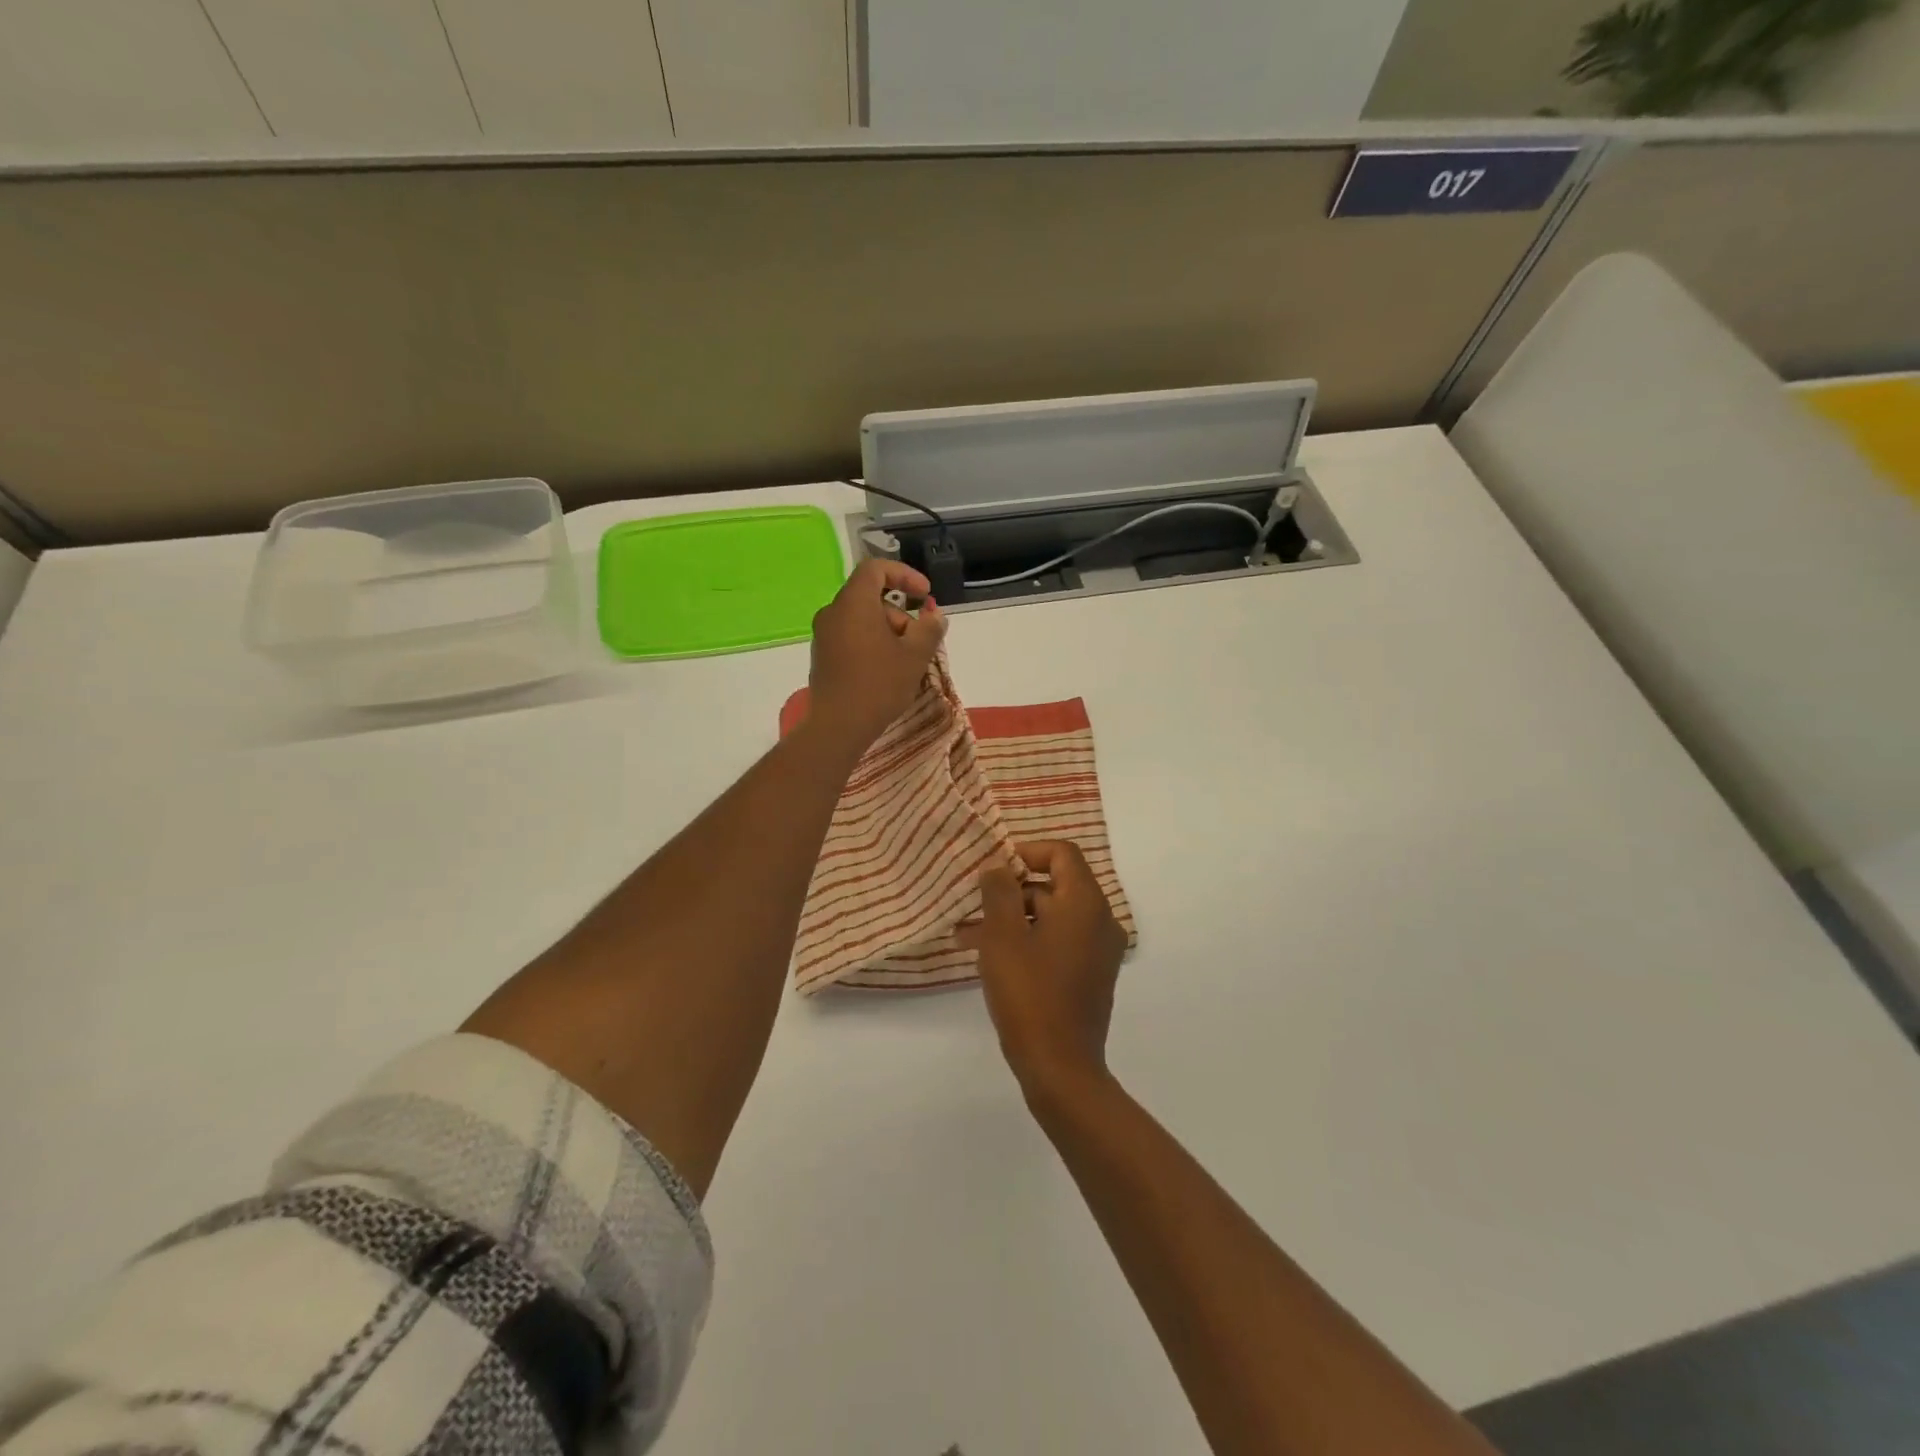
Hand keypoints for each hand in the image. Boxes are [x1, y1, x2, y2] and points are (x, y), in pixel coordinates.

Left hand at [807, 558, 946, 754]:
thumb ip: (930, 628)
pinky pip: (851, 637)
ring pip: (861, 619)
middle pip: (870, 597)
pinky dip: (872, 643)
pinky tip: (887, 671)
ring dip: (888, 631)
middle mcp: (833, 612)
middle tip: (919, 640)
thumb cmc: (879, 685)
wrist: (838, 726)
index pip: (875, 569)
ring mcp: (824, 636)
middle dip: (900, 613)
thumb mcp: (915, 655)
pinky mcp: (822, 657)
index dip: (904, 575)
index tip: (925, 595)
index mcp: (853, 603)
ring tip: (906, 661)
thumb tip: (935, 614)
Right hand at [960, 841, 1127, 1097]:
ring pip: (1050, 918)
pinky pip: (1057, 943)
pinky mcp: (1090, 976)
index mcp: (1086, 903)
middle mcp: (1100, 921)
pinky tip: (990, 958)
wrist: (1060, 1068)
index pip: (1062, 853)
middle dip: (1009, 893)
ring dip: (1011, 920)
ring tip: (966, 937)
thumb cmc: (1029, 993)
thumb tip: (999, 867)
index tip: (994, 870)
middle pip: (1054, 886)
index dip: (1026, 852)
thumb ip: (1000, 891)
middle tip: (971, 907)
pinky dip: (1027, 942)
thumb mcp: (1003, 935)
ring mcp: (1098, 951)